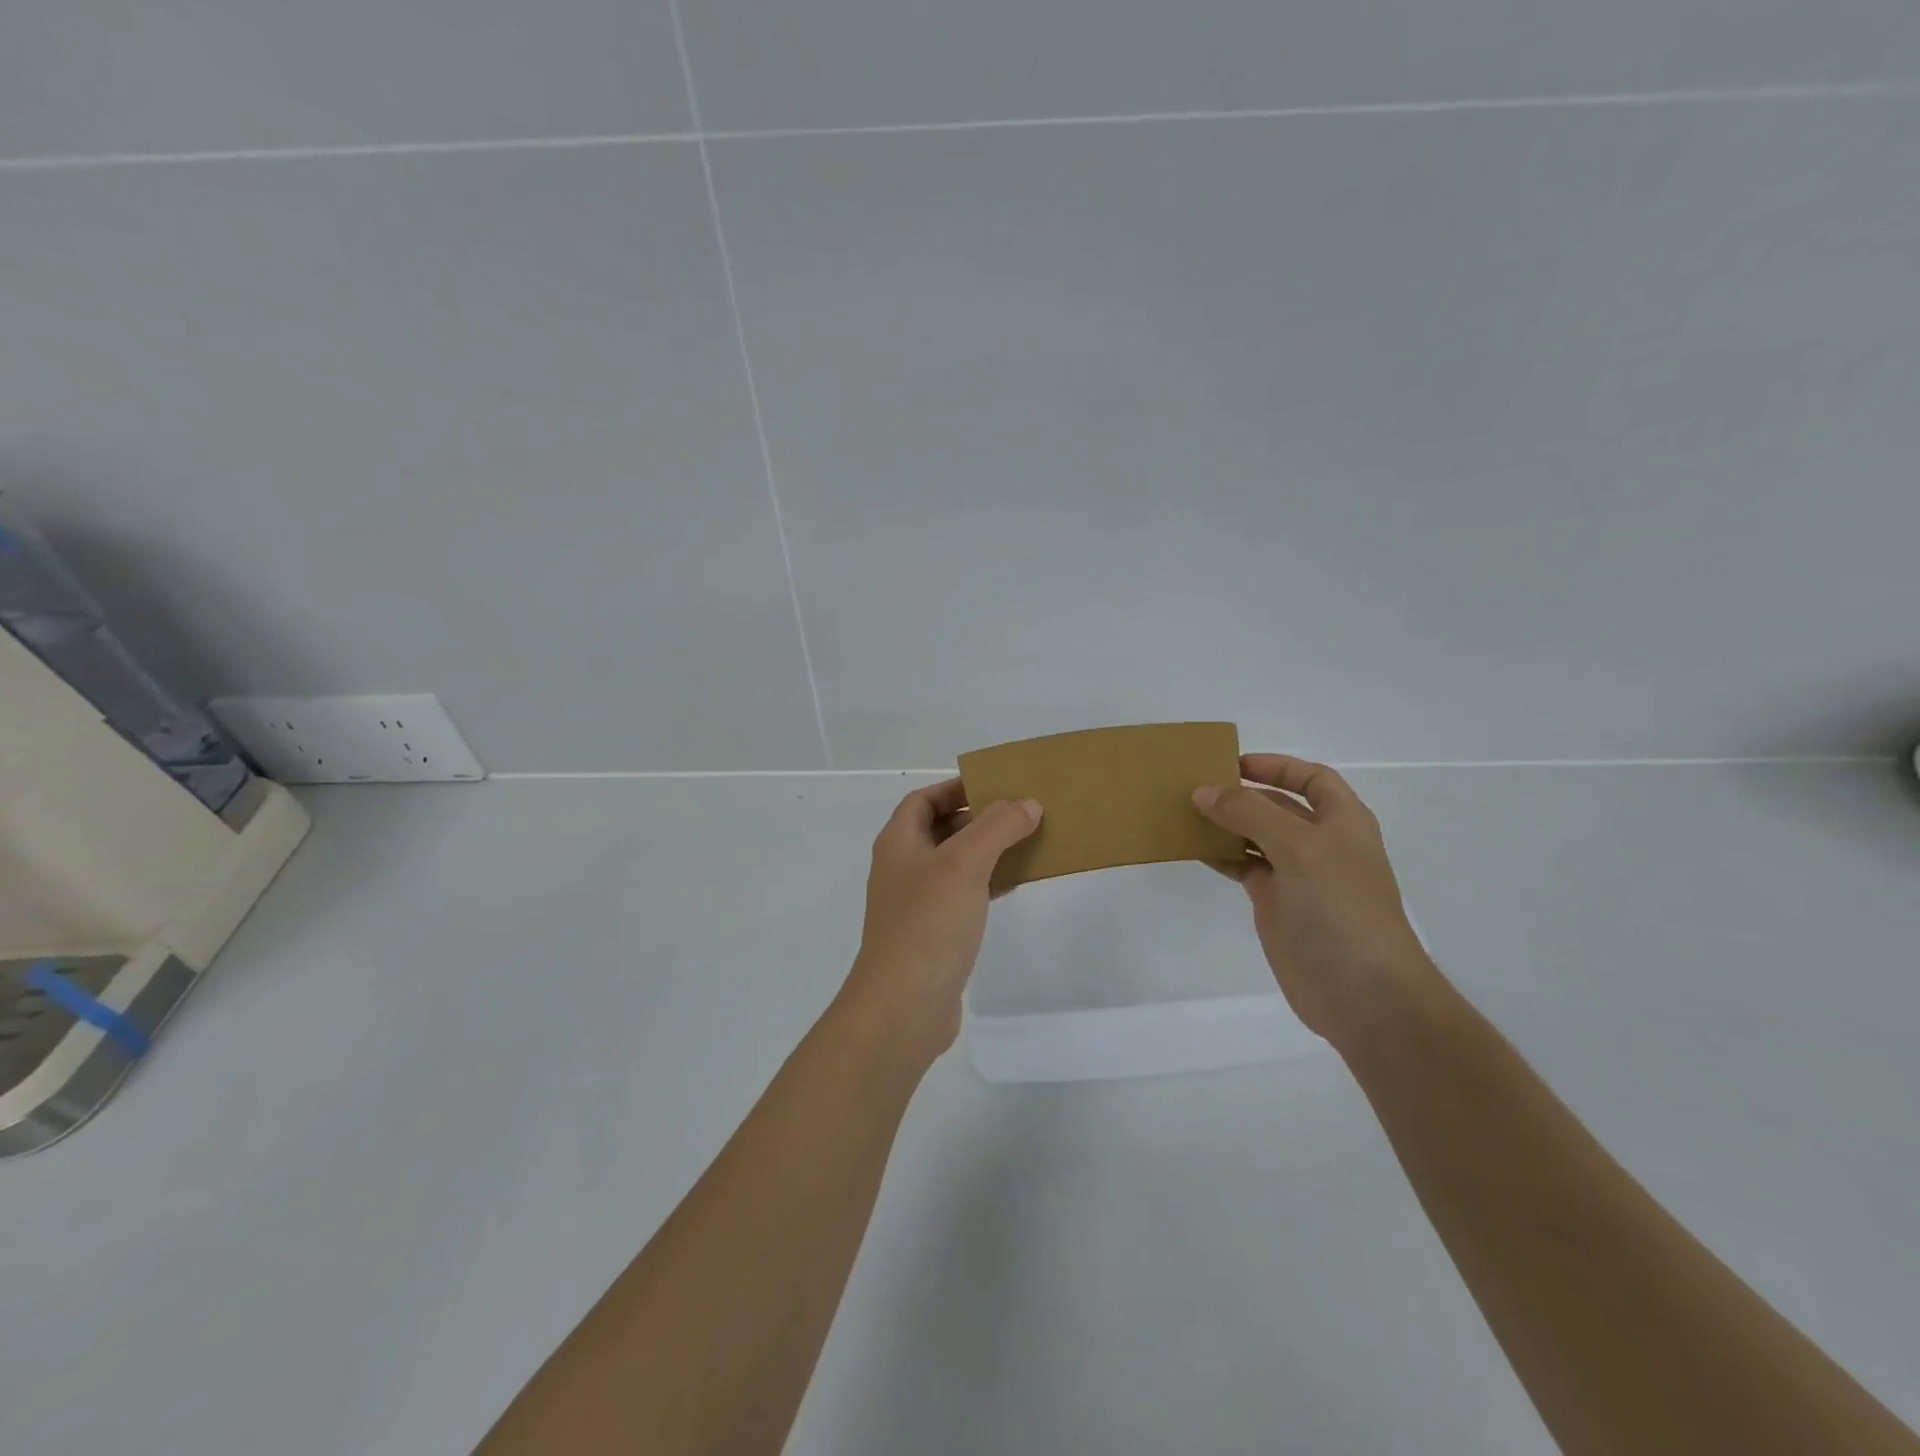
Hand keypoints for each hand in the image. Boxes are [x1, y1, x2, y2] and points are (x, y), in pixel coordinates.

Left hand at [834, 779, 1042, 1061]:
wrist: (904, 1006)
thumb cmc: (928, 923)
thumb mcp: (964, 863)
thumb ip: (997, 827)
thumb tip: (1027, 803)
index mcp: (899, 843)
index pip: (923, 799)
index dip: (955, 787)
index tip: (994, 785)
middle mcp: (902, 868)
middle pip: (940, 829)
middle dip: (977, 818)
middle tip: (1019, 813)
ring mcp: (916, 904)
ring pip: (955, 864)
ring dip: (987, 851)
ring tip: (1027, 842)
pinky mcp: (933, 935)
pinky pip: (963, 896)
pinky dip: (987, 884)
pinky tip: (1016, 884)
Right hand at [1193, 754, 1435, 1048]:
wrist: (1362, 992)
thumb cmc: (1341, 908)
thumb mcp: (1299, 847)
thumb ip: (1250, 814)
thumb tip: (1203, 792)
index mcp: (1342, 822)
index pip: (1311, 779)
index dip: (1276, 766)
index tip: (1232, 763)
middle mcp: (1320, 844)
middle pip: (1277, 806)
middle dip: (1241, 794)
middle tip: (1194, 786)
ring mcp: (1297, 876)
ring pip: (1255, 837)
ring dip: (1225, 824)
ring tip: (1184, 813)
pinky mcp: (1275, 904)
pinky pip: (1243, 867)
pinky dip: (1220, 855)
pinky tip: (1193, 848)